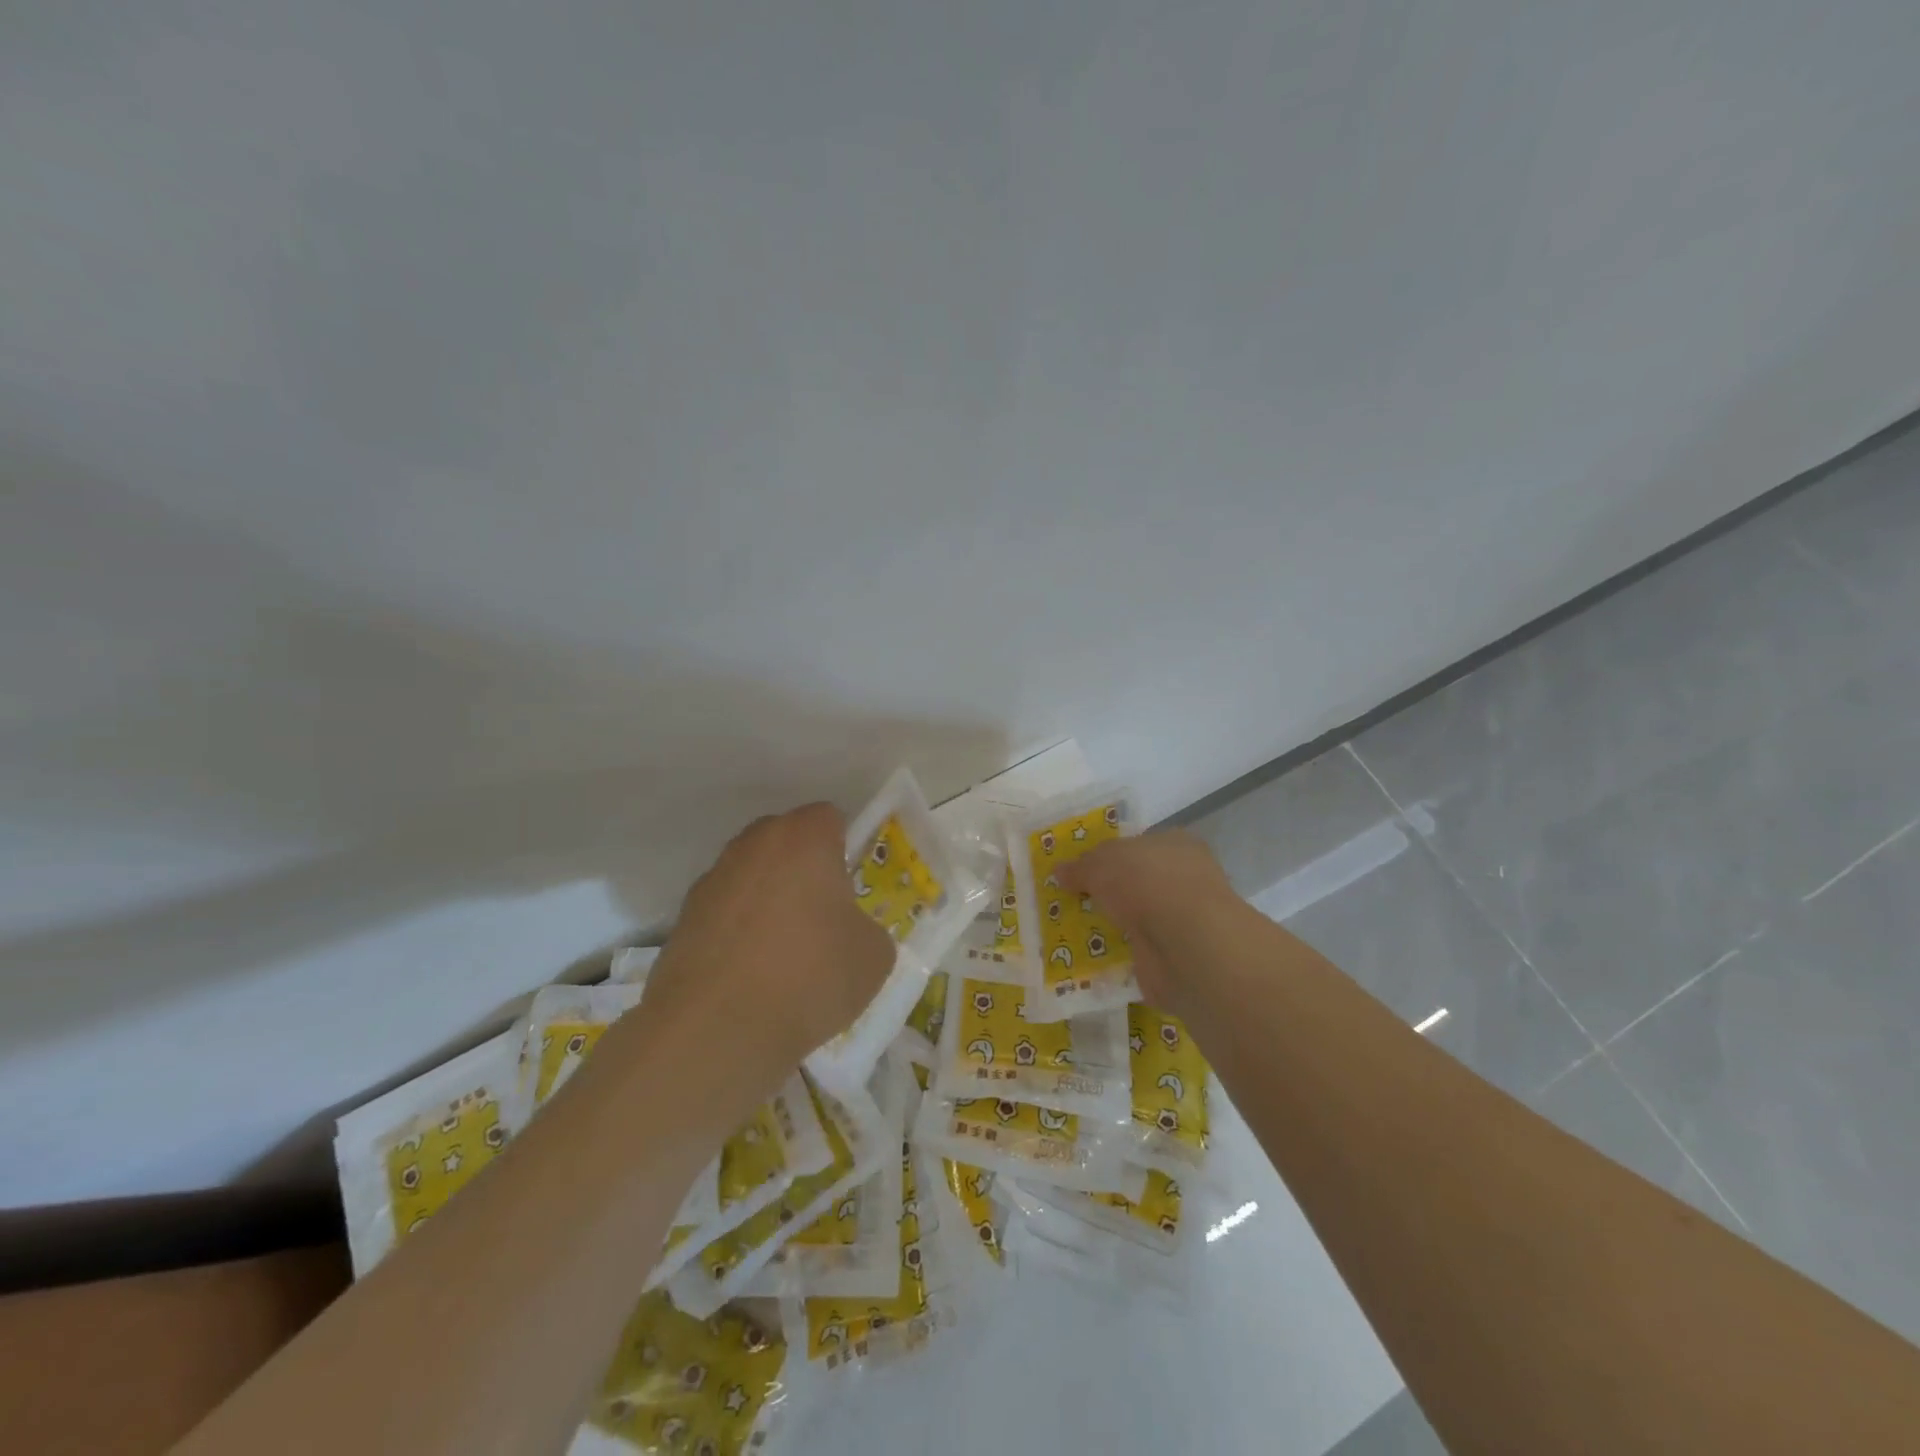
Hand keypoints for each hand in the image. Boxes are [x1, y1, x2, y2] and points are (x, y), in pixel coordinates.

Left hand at [643, 803, 895, 1096]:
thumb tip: (850, 933)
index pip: (829, 817)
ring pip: (752, 874)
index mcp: (804, 838)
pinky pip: (724, 910)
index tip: (851, 887)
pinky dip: (737, 930)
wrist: (715, 1030)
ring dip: (768, 897)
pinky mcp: (682, 918)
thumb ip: (868, 928)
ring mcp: (712, 879)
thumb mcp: (873, 956)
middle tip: (822, 915)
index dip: (845, 847)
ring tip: (782, 952)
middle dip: (804, 867)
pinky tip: (749, 974)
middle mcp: (753, 844)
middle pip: (786, 840)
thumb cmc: (809, 977)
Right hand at [1059, 829, 1239, 1017]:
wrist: (1184, 943)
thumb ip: (1081, 867)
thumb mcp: (1101, 864)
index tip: (1081, 869)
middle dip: (1109, 892)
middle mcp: (1184, 878)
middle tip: (1073, 900)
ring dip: (1114, 923)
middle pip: (1137, 881)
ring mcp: (1183, 918)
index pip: (1139, 844)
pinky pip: (1140, 949)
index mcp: (1175, 844)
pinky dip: (1121, 953)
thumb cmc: (1146, 883)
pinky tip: (1094, 957)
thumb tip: (1060, 871)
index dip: (1109, 855)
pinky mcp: (1178, 954)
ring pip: (1139, 916)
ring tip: (1076, 930)